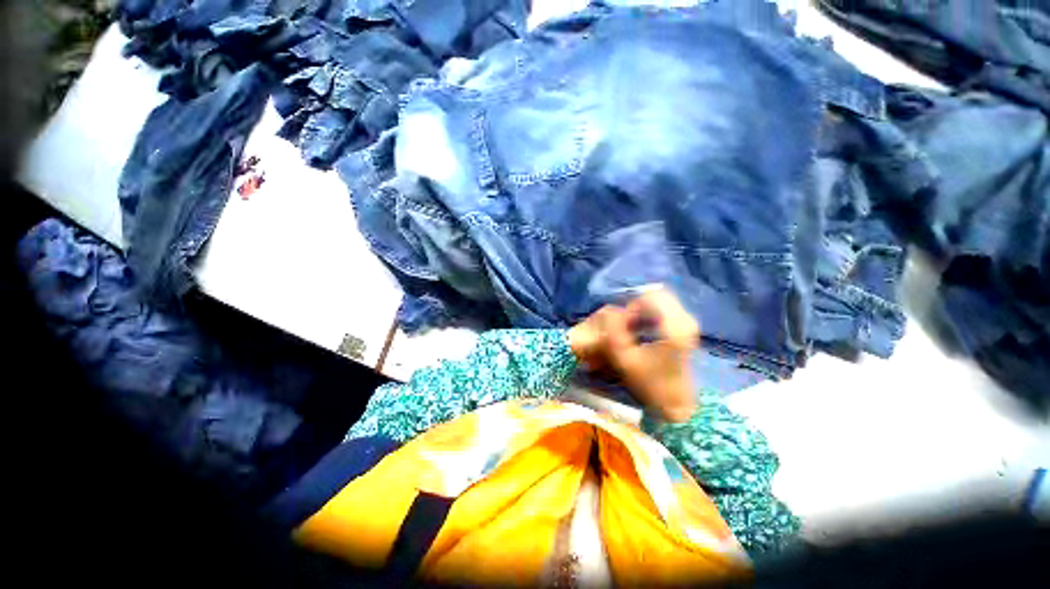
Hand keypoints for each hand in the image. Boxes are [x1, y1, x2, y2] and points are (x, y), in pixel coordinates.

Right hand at [569, 287, 698, 421]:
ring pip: (662, 300)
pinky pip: (666, 308)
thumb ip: (614, 330)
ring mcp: (689, 323)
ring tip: (634, 328)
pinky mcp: (687, 327)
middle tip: (628, 324)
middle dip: (639, 305)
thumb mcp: (623, 358)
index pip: (651, 295)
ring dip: (644, 309)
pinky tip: (643, 330)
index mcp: (674, 327)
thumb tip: (612, 310)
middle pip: (658, 294)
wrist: (675, 403)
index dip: (633, 304)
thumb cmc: (649, 382)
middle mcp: (686, 320)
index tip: (625, 322)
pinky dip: (651, 313)